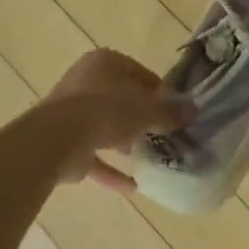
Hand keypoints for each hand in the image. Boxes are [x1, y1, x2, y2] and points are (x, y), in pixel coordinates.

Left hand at [31, 49, 195, 190]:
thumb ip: (169, 112)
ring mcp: (72, 113)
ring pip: (107, 126)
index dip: (159, 92)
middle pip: (122, 99)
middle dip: (143, 118)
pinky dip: (112, 169)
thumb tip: (193, 110)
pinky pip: (94, 155)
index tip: (175, 111)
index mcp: (104, 63)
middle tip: (167, 134)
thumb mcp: (145, 110)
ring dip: (126, 142)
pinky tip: (133, 186)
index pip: (139, 73)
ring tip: (153, 158)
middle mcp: (86, 82)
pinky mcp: (65, 143)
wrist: (55, 141)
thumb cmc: (105, 111)